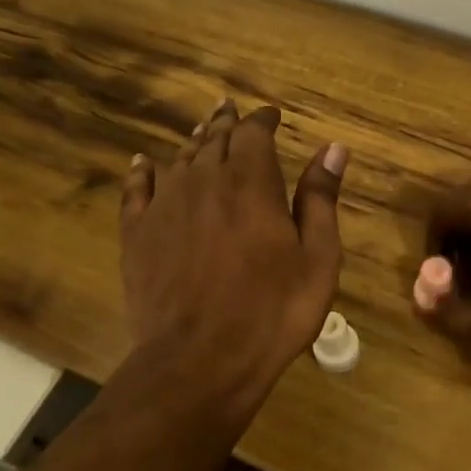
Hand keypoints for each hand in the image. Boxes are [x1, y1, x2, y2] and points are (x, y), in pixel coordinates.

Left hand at [122, 99, 347, 407]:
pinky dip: (142, 171)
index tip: (272, 116)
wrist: (200, 359)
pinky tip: (142, 163)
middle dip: (227, 123)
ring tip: (202, 133)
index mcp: (251, 182)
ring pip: (179, 158)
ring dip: (194, 142)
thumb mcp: (317, 258)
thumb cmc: (273, 312)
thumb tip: (333, 148)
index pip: (254, 133)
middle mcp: (204, 180)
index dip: (263, 120)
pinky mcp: (137, 233)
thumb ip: (321, 199)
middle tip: (232, 111)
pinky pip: (136, 189)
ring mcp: (165, 205)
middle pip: (214, 138)